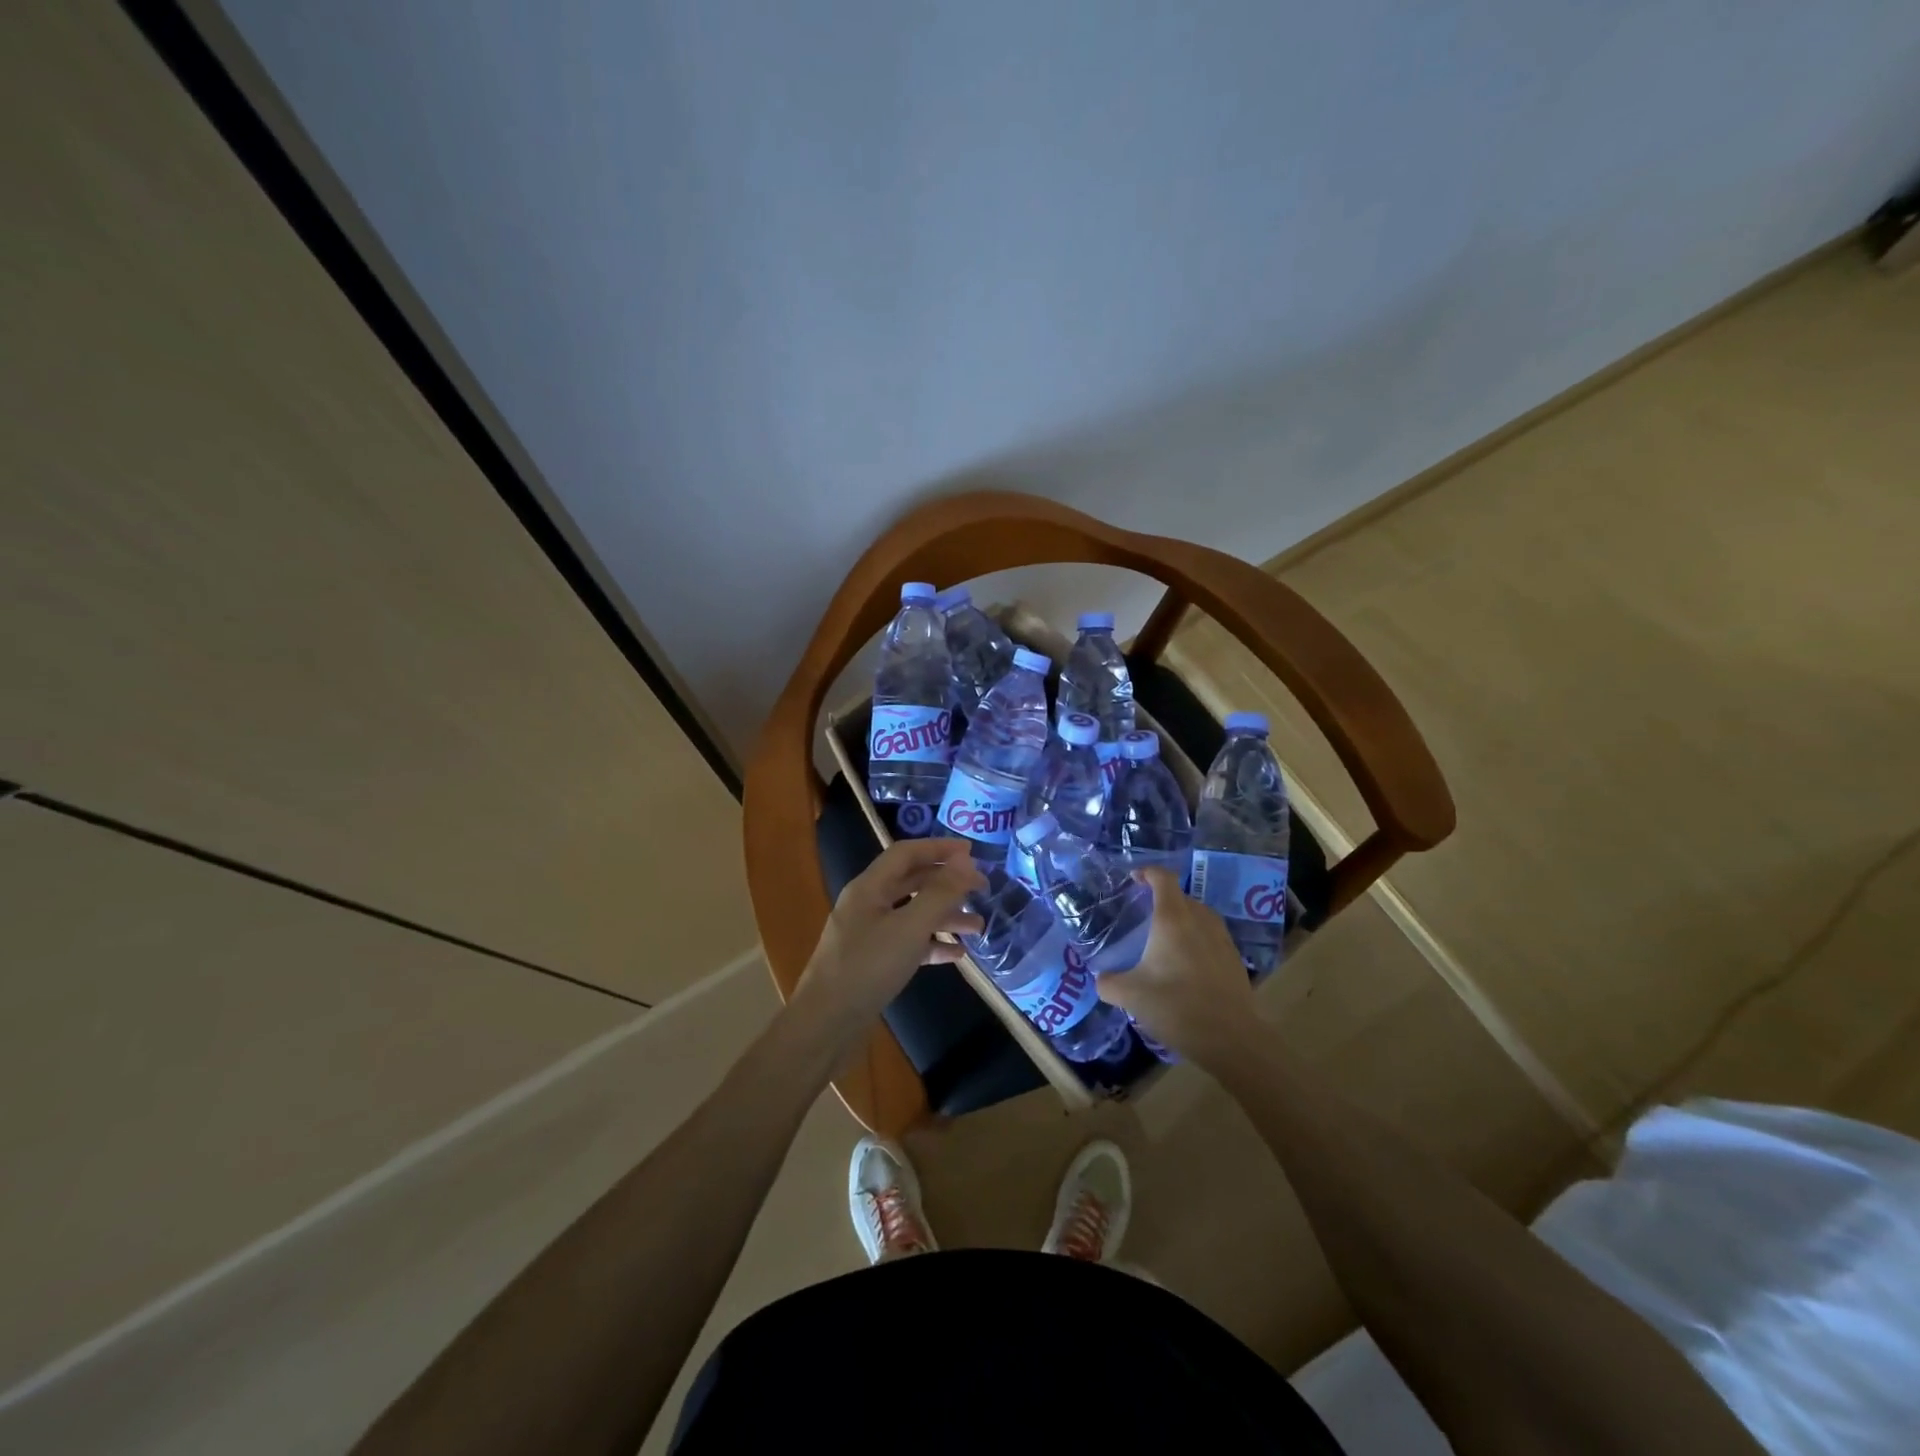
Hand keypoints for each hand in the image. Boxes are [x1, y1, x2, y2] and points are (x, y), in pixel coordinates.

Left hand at [798, 838, 985, 1020]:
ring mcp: (869, 935)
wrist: (826, 1026)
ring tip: (979, 927)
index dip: (938, 848)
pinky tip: (957, 955)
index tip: (972, 852)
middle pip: (911, 882)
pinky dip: (932, 945)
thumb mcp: (909, 928)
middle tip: (982, 889)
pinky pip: (908, 944)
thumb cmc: (868, 968)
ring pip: (913, 915)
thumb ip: (940, 893)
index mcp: (869, 888)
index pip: (906, 853)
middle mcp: (867, 905)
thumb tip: (965, 861)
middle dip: (947, 884)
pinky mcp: (873, 963)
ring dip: (945, 917)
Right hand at [1095, 867, 1262, 1069]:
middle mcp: (1200, 920)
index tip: (1134, 880)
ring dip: (1182, 920)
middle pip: (1181, 897)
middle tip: (1143, 917)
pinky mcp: (1234, 959)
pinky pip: (1211, 936)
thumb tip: (1101, 978)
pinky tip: (1187, 965)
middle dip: (1162, 900)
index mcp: (1172, 919)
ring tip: (1165, 940)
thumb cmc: (1177, 1007)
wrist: (1232, 1039)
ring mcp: (1222, 939)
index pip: (1163, 879)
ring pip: (1199, 916)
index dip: (1148, 873)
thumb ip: (1109, 982)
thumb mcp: (1131, 996)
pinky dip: (1197, 940)